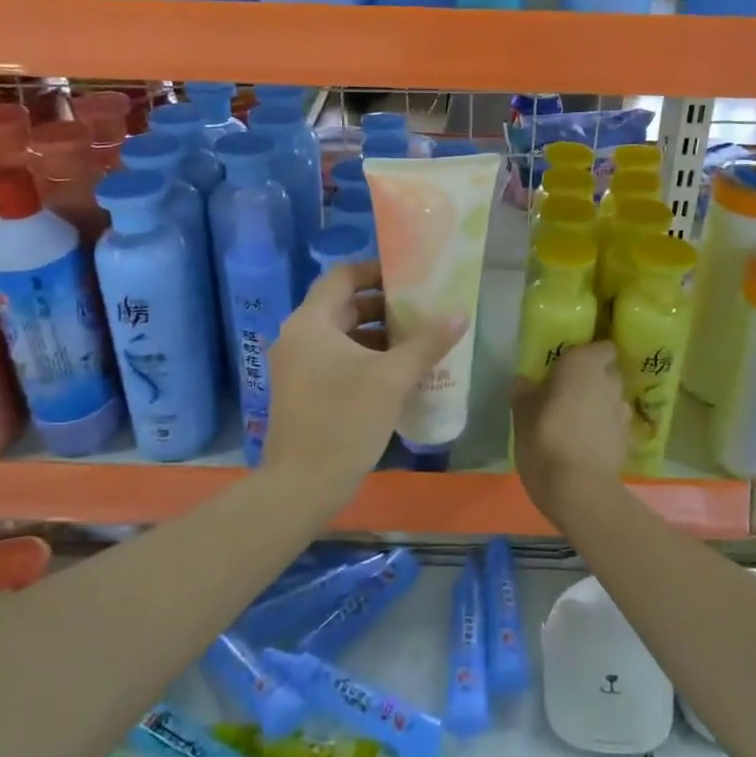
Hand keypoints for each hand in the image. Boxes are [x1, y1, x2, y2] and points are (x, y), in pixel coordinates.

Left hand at [262, 261, 465, 499]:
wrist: (301, 486)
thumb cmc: (345, 420)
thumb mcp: (392, 378)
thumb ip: (427, 342)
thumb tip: (460, 313)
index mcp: (311, 323)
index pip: (342, 276)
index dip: (375, 270)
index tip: (409, 277)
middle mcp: (297, 336)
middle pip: (342, 306)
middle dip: (382, 306)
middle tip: (420, 310)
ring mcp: (295, 366)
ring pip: (340, 336)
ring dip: (375, 334)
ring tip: (415, 341)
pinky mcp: (300, 390)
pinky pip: (334, 359)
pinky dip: (362, 357)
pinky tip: (395, 373)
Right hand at [510, 341, 629, 523]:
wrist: (577, 488)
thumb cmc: (544, 438)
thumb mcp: (521, 412)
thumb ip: (524, 391)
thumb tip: (525, 381)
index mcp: (583, 365)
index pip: (602, 347)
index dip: (591, 354)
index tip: (572, 365)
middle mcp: (609, 382)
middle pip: (608, 373)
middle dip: (593, 381)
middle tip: (570, 394)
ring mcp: (623, 412)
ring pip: (613, 400)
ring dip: (600, 406)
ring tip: (579, 423)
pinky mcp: (628, 440)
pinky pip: (615, 426)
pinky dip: (605, 431)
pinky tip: (588, 446)